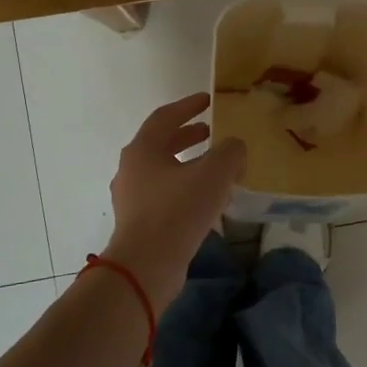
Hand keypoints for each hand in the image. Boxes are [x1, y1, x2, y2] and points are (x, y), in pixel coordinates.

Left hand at [105, 93, 245, 306]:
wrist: (146, 266)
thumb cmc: (177, 211)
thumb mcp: (214, 174)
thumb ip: (230, 152)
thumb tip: (234, 148)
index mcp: (143, 149)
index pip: (165, 117)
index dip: (188, 106)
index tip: (208, 100)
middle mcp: (132, 169)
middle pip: (161, 143)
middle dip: (187, 135)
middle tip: (211, 131)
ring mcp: (132, 198)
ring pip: (163, 171)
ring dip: (189, 164)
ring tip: (215, 167)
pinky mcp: (138, 222)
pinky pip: (164, 195)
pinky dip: (185, 188)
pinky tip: (207, 200)